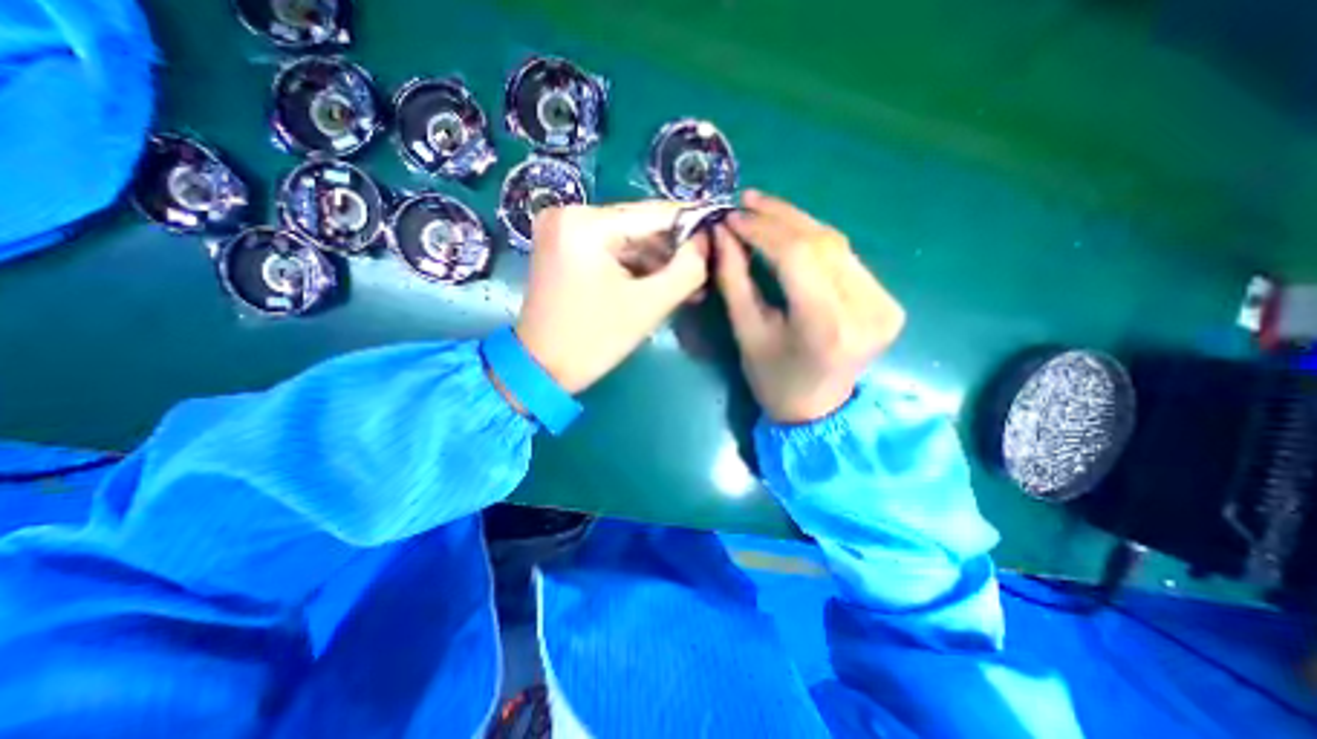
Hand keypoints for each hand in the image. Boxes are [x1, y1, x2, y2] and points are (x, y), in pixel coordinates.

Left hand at [513, 202, 709, 396]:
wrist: (540, 369)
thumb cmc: (593, 340)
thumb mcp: (648, 305)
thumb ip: (687, 270)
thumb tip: (706, 242)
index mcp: (586, 223)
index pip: (654, 214)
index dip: (692, 225)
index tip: (720, 233)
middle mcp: (570, 214)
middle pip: (639, 227)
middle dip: (673, 252)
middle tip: (705, 270)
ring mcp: (563, 231)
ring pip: (627, 240)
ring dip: (657, 263)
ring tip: (688, 286)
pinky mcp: (563, 249)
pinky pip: (610, 251)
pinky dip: (635, 268)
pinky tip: (660, 285)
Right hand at [711, 189, 906, 422]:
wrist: (817, 410)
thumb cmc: (773, 379)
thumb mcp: (746, 332)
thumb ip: (734, 279)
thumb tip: (724, 233)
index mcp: (826, 326)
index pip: (797, 256)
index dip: (763, 229)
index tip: (733, 216)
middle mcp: (865, 310)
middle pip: (822, 243)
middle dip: (779, 217)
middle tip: (747, 201)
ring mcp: (884, 304)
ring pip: (837, 244)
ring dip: (797, 223)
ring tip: (763, 209)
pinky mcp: (888, 302)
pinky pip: (846, 258)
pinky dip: (816, 240)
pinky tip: (791, 231)